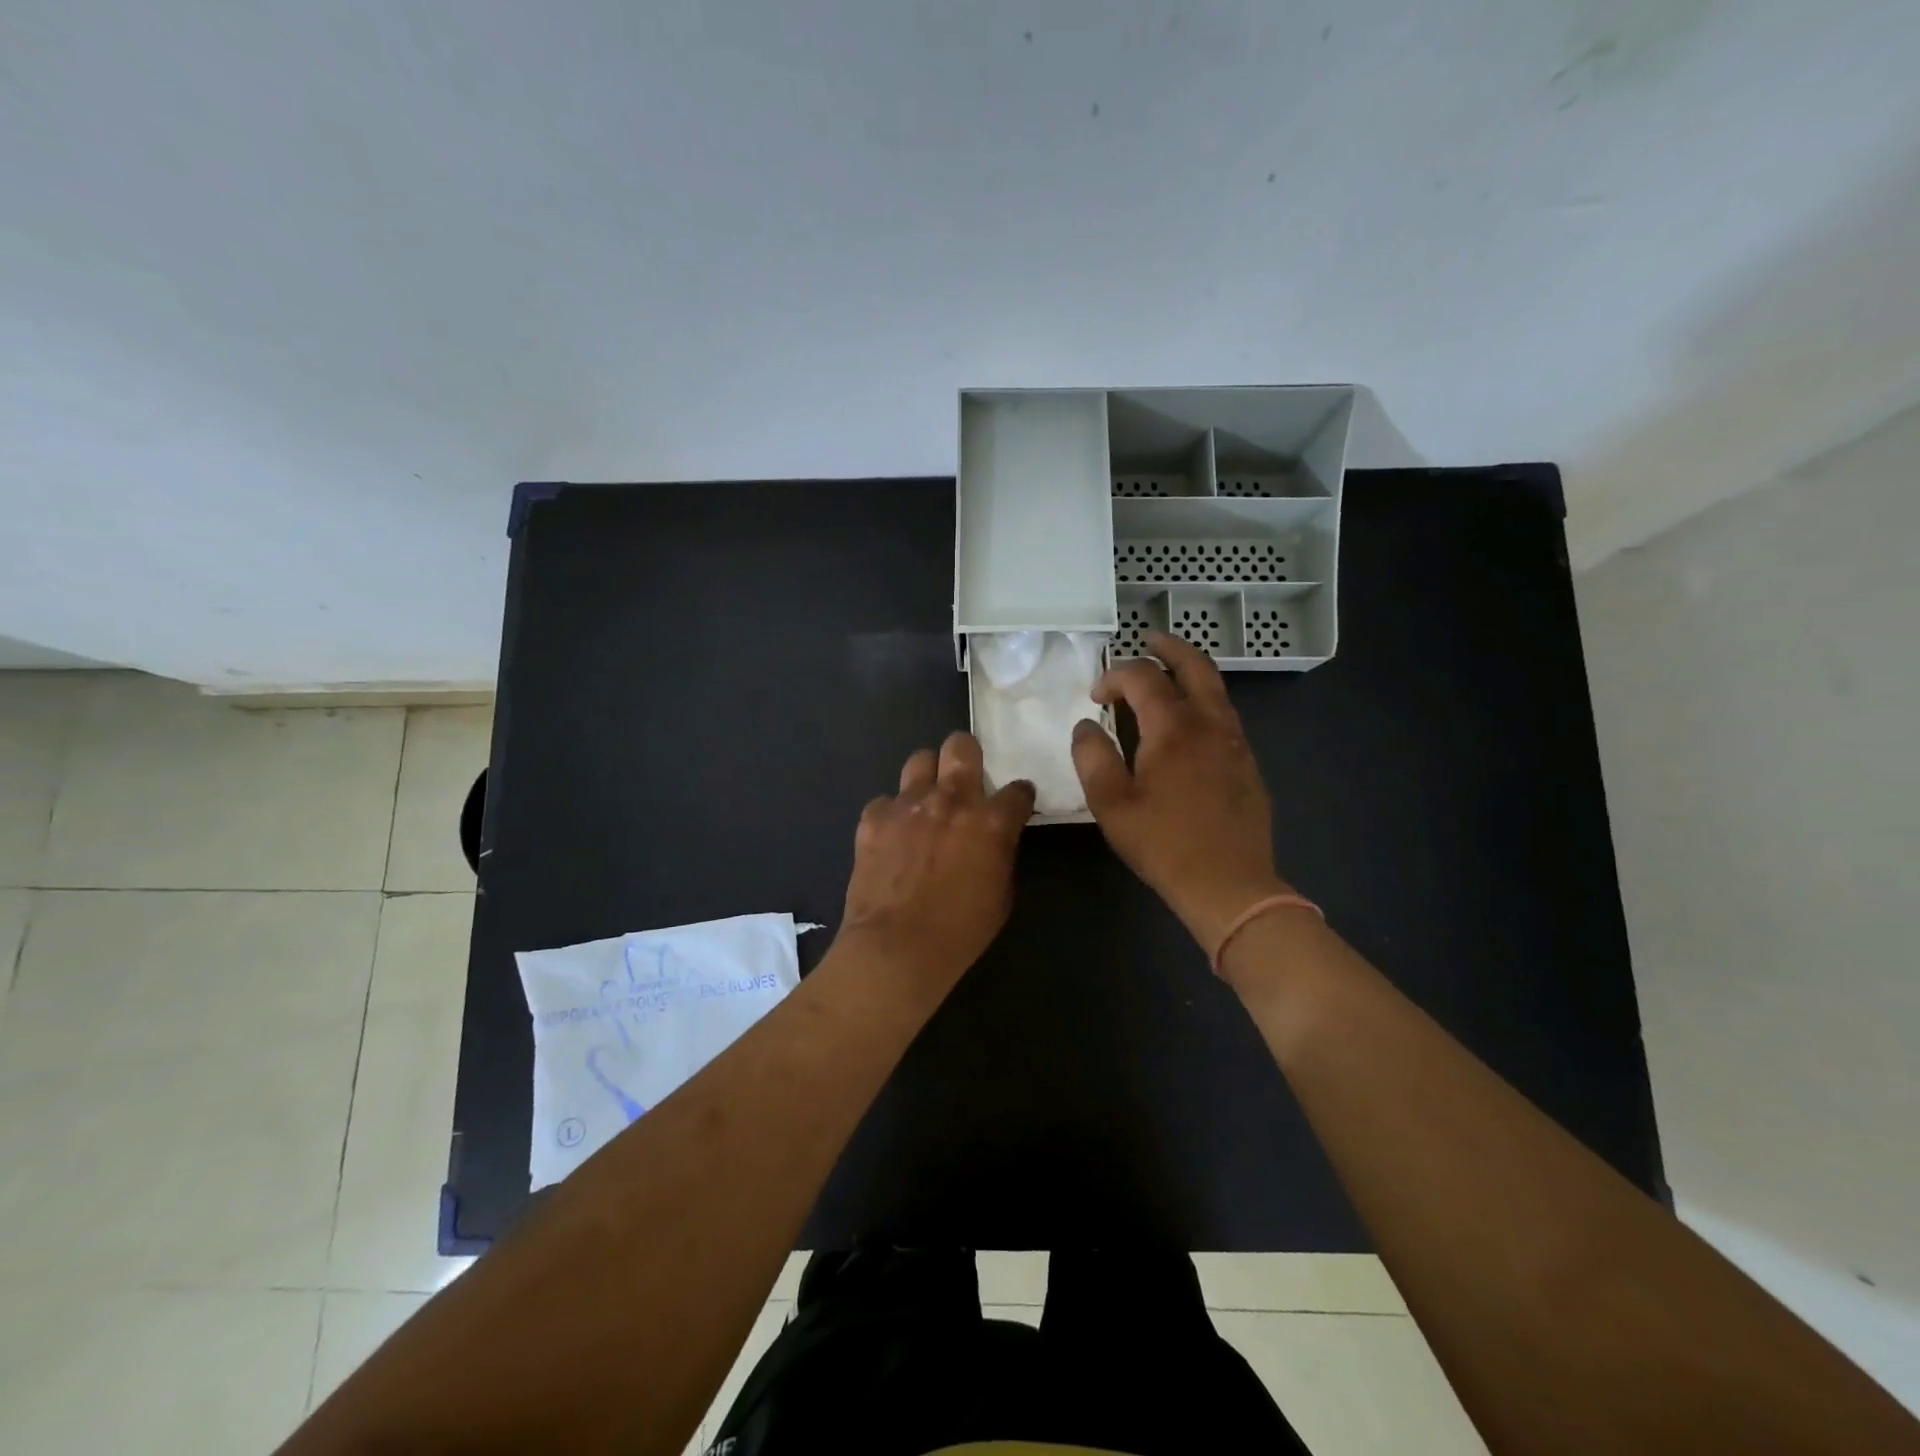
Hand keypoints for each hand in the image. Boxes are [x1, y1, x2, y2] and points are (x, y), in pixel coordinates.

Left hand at [838, 732, 1035, 992]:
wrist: (895, 948)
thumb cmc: (959, 933)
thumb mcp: (1001, 896)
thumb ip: (1001, 854)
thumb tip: (995, 841)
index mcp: (991, 821)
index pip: (1018, 790)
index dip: (1019, 797)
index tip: (1015, 804)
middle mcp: (951, 799)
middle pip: (961, 746)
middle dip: (967, 756)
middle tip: (965, 777)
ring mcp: (908, 803)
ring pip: (920, 760)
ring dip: (928, 776)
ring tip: (926, 800)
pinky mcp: (874, 817)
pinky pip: (886, 801)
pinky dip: (892, 814)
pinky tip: (892, 836)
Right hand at [1071, 630, 1290, 953]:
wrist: (1230, 885)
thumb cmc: (1163, 844)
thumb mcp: (1111, 804)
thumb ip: (1092, 757)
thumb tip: (1086, 726)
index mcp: (1173, 728)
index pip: (1143, 678)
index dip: (1115, 676)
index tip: (1096, 697)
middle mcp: (1210, 724)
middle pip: (1195, 667)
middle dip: (1169, 648)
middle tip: (1149, 640)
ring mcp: (1235, 743)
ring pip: (1216, 690)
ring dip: (1189, 674)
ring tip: (1167, 675)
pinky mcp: (1247, 764)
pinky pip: (1224, 716)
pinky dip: (1203, 701)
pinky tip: (1187, 724)